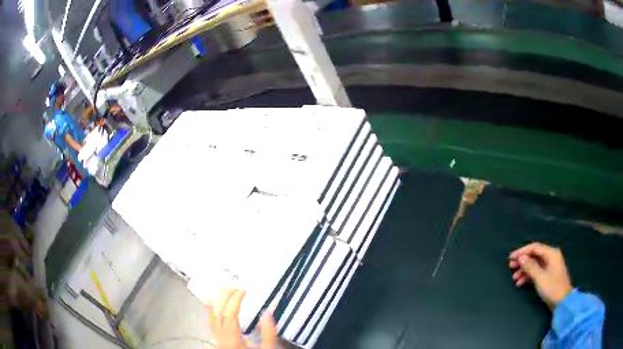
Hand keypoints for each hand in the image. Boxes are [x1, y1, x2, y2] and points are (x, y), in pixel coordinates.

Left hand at [207, 288, 277, 348]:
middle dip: (224, 297)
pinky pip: (211, 322)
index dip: (235, 299)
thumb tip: (268, 312)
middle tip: (234, 286)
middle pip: (217, 313)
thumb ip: (268, 333)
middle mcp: (221, 337)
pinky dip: (211, 310)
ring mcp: (217, 339)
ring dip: (216, 301)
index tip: (244, 290)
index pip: (230, 314)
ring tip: (222, 290)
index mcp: (232, 339)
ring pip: (211, 317)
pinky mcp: (218, 340)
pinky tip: (212, 304)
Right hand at [509, 242, 572, 308]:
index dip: (522, 251)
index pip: (535, 247)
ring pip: (535, 264)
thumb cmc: (552, 287)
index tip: (511, 257)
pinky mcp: (549, 275)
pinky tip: (520, 283)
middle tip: (510, 266)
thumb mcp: (540, 277)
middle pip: (534, 255)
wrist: (562, 301)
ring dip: (524, 270)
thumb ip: (530, 266)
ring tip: (514, 278)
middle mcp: (551, 257)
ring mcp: (550, 266)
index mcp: (551, 253)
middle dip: (522, 261)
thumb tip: (521, 258)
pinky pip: (537, 272)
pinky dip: (528, 276)